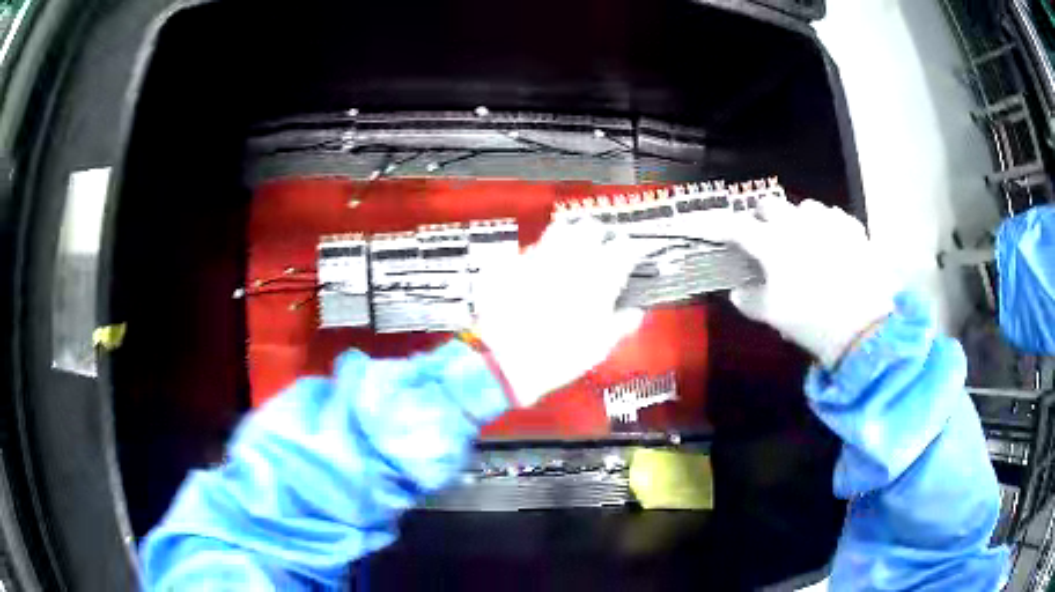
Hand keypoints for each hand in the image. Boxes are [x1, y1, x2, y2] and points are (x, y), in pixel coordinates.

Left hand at [472, 219, 645, 406]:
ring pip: (561, 228)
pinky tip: (539, 267)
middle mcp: (571, 257)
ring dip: (570, 235)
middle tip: (601, 248)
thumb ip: (622, 324)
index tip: (629, 257)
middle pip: (591, 227)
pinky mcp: (513, 262)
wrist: (505, 359)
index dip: (629, 250)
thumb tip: (634, 313)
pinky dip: (540, 252)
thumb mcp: (600, 346)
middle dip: (599, 235)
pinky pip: (532, 247)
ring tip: (571, 251)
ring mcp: (539, 256)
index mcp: (600, 275)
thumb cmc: (559, 355)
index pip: (624, 246)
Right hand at [718, 198, 896, 367]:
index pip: (737, 226)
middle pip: (770, 205)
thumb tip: (738, 291)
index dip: (719, 226)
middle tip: (764, 240)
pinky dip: (827, 225)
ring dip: (797, 219)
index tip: (708, 228)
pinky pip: (834, 216)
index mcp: (772, 243)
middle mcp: (798, 223)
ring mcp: (828, 222)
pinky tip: (832, 243)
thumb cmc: (811, 320)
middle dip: (762, 218)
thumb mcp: (774, 315)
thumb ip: (750, 300)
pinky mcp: (852, 229)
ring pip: (805, 206)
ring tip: (803, 241)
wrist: (864, 325)